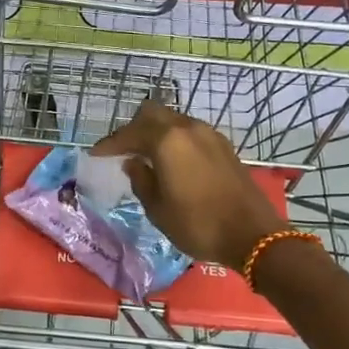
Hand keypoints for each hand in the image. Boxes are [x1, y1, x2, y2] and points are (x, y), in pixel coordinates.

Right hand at [92, 101, 284, 269]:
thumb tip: (133, 163)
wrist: (252, 235)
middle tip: (121, 150)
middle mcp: (188, 128)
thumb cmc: (198, 224)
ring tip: (144, 155)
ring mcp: (209, 134)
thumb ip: (141, 180)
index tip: (95, 154)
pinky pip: (190, 132)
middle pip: (152, 114)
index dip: (110, 144)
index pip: (130, 134)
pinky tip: (170, 160)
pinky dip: (174, 139)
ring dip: (155, 132)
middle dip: (133, 129)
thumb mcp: (157, 209)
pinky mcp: (224, 146)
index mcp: (167, 141)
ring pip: (173, 120)